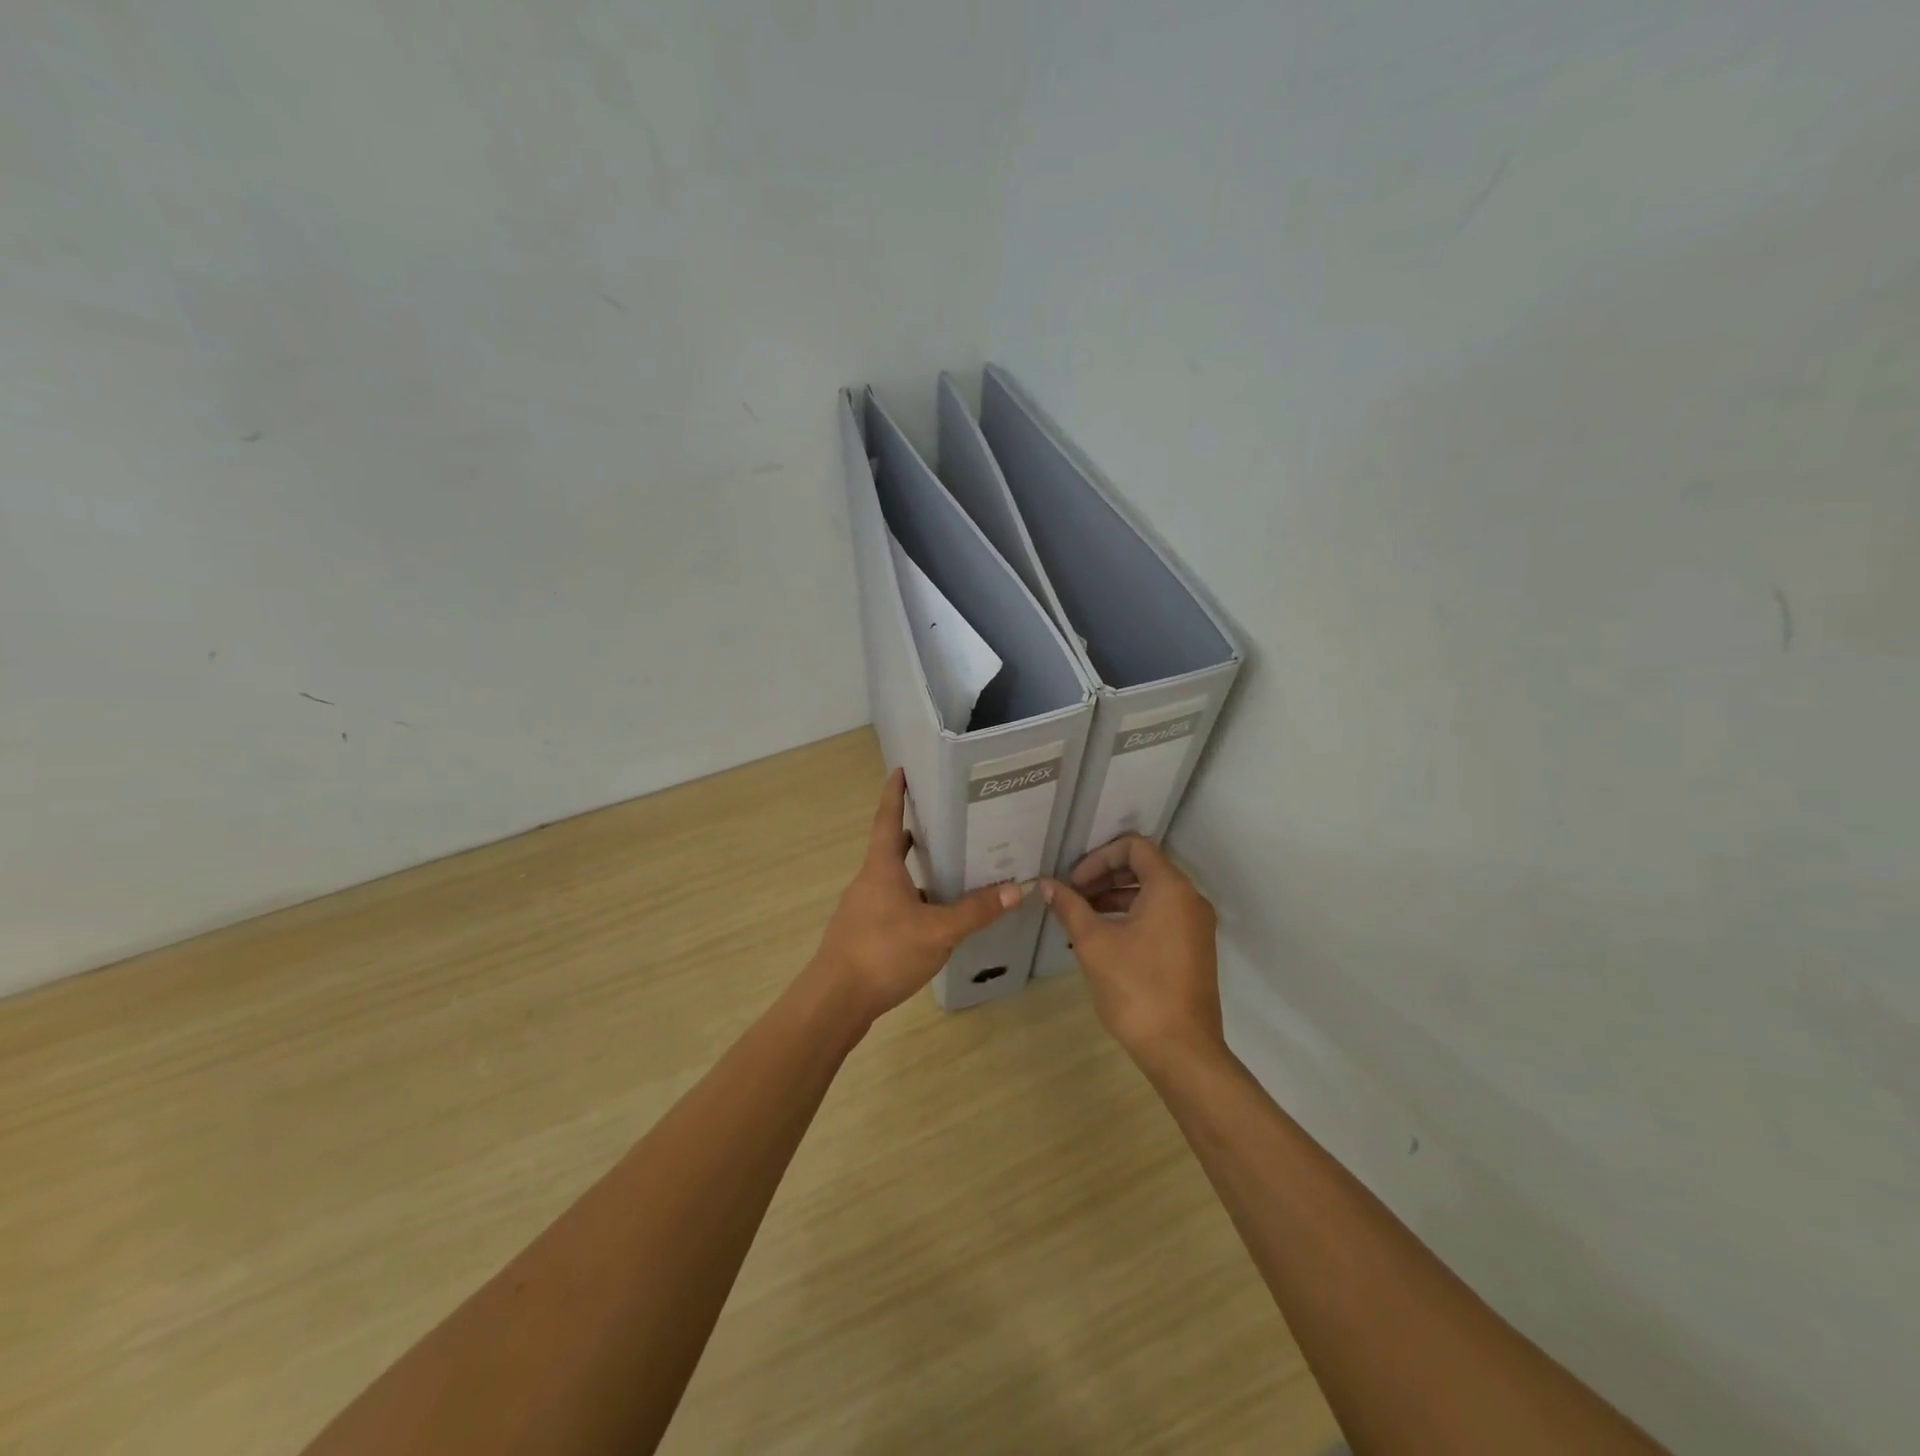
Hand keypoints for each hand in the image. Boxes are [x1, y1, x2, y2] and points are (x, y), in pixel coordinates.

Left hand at [808, 768, 1024, 1021]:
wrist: (835, 1001)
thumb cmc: (884, 952)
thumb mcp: (938, 931)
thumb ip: (976, 911)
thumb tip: (1017, 888)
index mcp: (881, 868)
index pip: (888, 819)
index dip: (894, 794)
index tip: (899, 770)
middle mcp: (868, 881)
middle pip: (890, 849)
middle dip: (912, 834)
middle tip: (941, 823)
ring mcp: (861, 909)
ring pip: (891, 880)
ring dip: (914, 872)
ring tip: (947, 872)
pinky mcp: (861, 935)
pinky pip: (890, 906)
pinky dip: (910, 903)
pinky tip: (931, 921)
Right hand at [1041, 835, 1223, 1066]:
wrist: (1182, 1050)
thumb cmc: (1136, 988)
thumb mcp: (1094, 943)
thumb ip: (1070, 907)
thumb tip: (1047, 885)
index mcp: (1170, 888)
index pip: (1134, 846)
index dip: (1099, 857)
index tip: (1074, 882)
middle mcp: (1190, 899)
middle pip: (1144, 866)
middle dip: (1104, 875)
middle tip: (1073, 895)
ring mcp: (1196, 925)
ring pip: (1152, 892)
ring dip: (1115, 896)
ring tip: (1082, 916)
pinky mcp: (1194, 948)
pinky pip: (1162, 915)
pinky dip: (1132, 915)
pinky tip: (1105, 937)